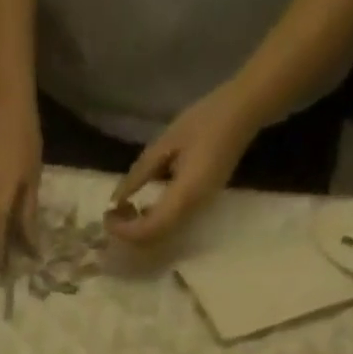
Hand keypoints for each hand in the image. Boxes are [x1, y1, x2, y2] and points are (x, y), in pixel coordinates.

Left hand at [106, 84, 260, 244]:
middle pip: (152, 240)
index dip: (124, 229)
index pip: (147, 230)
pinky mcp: (198, 208)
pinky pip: (169, 227)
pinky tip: (141, 206)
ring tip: (124, 209)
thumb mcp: (166, 143)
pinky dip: (149, 223)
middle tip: (113, 214)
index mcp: (184, 196)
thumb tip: (116, 200)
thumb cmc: (206, 120)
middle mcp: (191, 211)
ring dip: (138, 230)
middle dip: (128, 233)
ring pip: (160, 238)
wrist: (245, 112)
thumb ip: (139, 174)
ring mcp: (197, 212)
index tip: (108, 214)